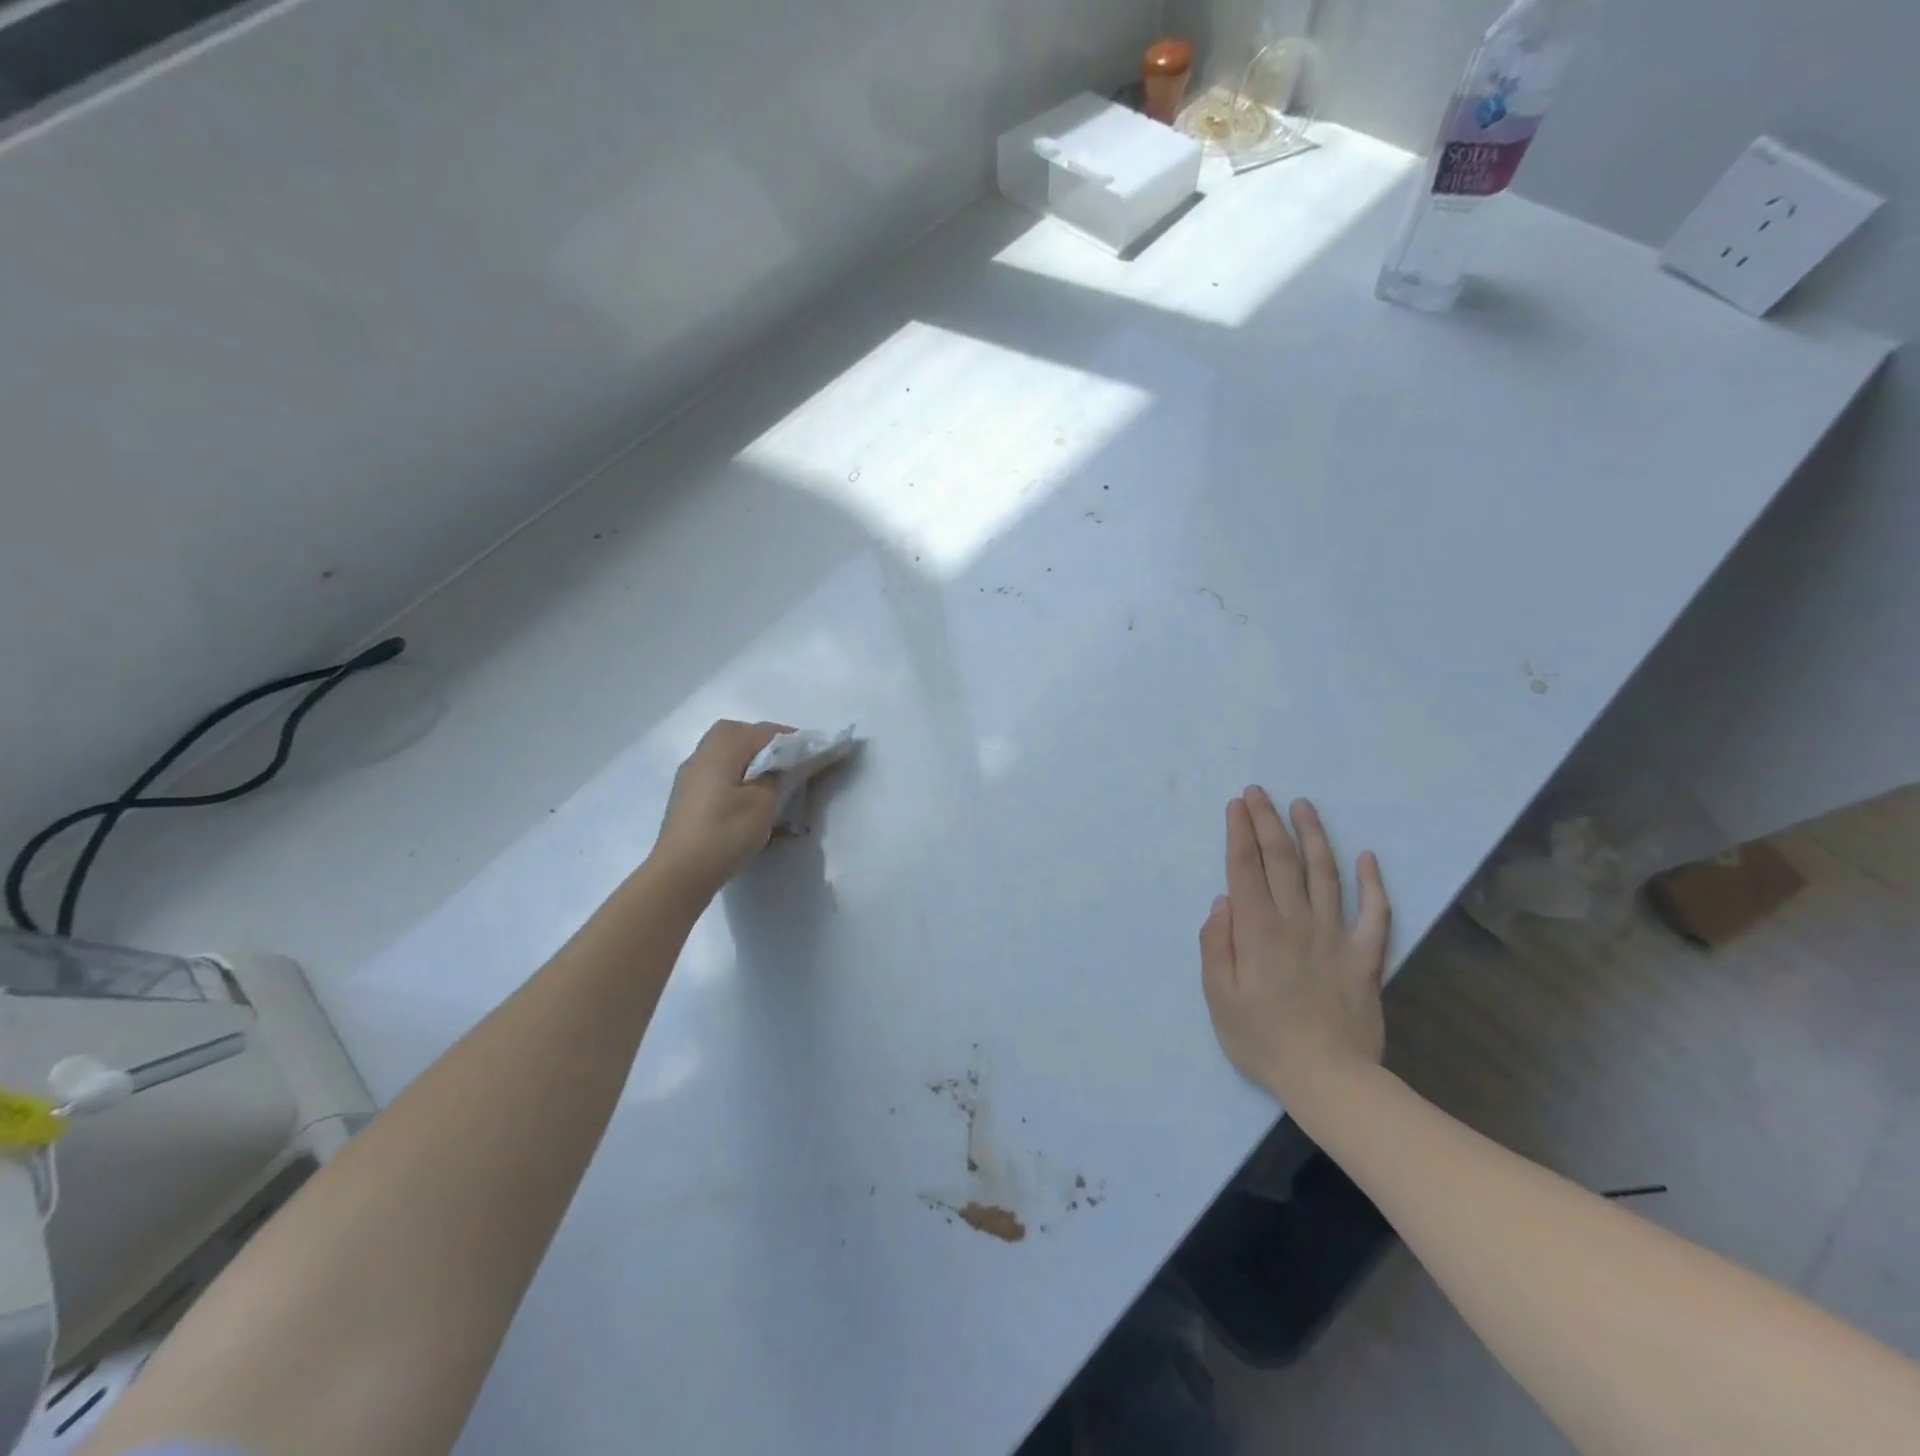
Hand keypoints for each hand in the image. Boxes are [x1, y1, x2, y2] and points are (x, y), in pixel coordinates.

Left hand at [650, 720, 790, 898]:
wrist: (680, 873)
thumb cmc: (725, 833)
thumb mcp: (763, 804)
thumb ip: (773, 778)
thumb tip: (774, 768)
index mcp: (722, 751)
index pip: (761, 731)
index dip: (788, 737)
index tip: (809, 749)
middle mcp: (702, 755)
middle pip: (734, 732)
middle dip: (761, 739)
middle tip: (784, 757)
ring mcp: (690, 775)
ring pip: (721, 750)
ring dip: (745, 755)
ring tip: (767, 775)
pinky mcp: (686, 795)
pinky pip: (714, 768)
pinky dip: (733, 770)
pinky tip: (743, 792)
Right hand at [1199, 788, 1389, 1105]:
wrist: (1328, 1079)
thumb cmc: (1262, 1039)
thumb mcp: (1218, 996)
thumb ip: (1216, 944)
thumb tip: (1222, 901)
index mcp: (1257, 930)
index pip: (1245, 868)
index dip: (1240, 832)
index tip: (1237, 805)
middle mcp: (1297, 921)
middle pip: (1281, 860)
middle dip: (1268, 821)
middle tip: (1259, 792)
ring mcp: (1335, 936)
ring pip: (1325, 874)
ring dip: (1313, 836)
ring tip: (1304, 806)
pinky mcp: (1365, 957)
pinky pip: (1374, 913)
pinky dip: (1373, 883)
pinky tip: (1368, 857)